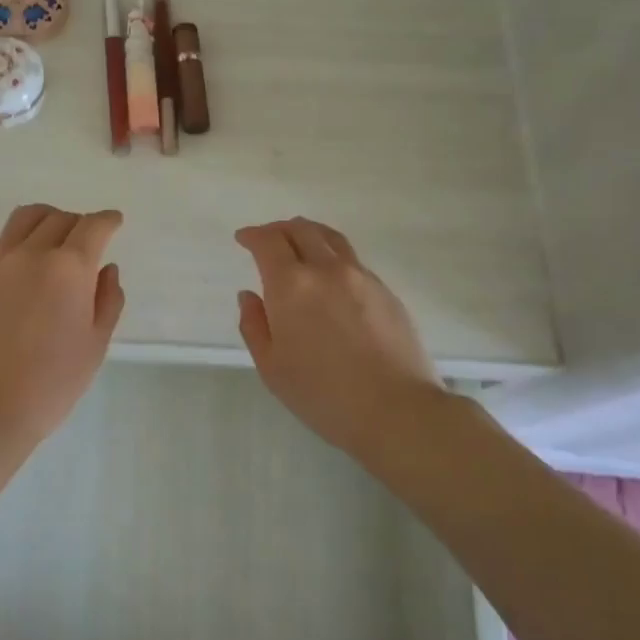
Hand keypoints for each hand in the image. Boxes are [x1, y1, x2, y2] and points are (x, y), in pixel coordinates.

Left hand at [0, 204, 126, 450]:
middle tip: (86, 242)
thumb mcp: (95, 344)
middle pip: (58, 218)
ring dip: (45, 221)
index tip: (114, 222)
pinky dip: (15, 243)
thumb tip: (105, 269)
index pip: (93, 227)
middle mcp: (30, 254)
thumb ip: (107, 299)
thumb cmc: (51, 383)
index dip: (108, 220)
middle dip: (79, 224)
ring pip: (23, 219)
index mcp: (68, 268)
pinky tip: (19, 266)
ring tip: (51, 240)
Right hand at [236, 218, 442, 457]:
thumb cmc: (323, 394)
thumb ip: (254, 325)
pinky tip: (331, 276)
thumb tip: (249, 296)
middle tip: (268, 239)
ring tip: (300, 243)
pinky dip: (333, 255)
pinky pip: (352, 260)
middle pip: (301, 230)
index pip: (268, 242)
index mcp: (291, 285)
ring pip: (331, 238)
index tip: (243, 239)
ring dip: (309, 233)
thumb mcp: (271, 367)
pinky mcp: (386, 291)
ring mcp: (361, 277)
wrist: (396, 409)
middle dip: (279, 229)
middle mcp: (326, 269)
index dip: (252, 236)